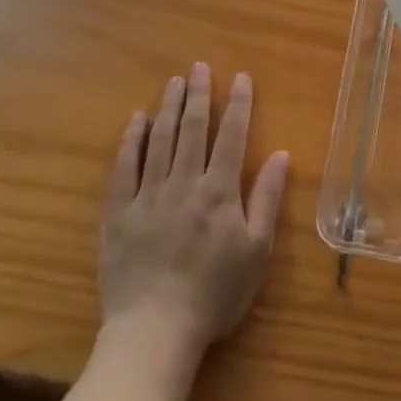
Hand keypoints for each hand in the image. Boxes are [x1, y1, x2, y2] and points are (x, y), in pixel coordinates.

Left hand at [99, 64, 289, 359]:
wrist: (154, 334)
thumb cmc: (214, 294)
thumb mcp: (255, 251)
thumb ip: (266, 199)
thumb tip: (282, 154)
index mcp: (218, 191)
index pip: (232, 136)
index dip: (239, 104)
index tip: (241, 77)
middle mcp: (183, 183)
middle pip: (193, 129)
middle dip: (198, 95)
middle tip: (199, 67)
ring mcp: (147, 196)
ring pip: (159, 141)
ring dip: (168, 108)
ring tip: (174, 82)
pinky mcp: (118, 214)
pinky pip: (123, 169)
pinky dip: (131, 141)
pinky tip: (136, 121)